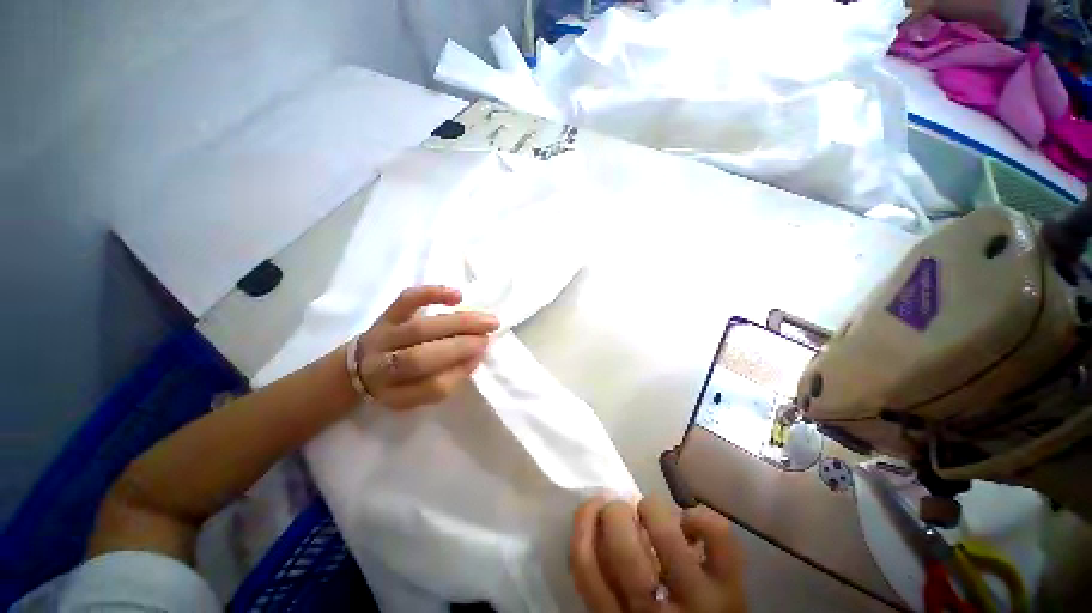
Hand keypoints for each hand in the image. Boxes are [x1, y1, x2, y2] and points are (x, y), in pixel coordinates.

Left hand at [353, 285, 498, 409]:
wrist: (359, 364)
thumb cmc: (399, 381)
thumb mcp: (418, 395)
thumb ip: (446, 381)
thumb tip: (476, 355)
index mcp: (394, 393)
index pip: (430, 387)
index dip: (460, 372)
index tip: (480, 357)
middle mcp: (382, 366)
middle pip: (421, 358)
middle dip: (463, 346)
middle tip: (488, 337)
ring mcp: (384, 335)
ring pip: (421, 328)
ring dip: (460, 323)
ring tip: (486, 321)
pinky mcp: (387, 313)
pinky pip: (407, 300)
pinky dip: (433, 294)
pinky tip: (457, 296)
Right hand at [570, 497, 745, 612]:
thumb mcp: (622, 612)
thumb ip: (607, 580)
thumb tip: (600, 522)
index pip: (585, 566)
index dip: (584, 522)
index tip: (592, 505)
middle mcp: (653, 612)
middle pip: (622, 548)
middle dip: (617, 513)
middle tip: (622, 510)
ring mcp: (697, 600)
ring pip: (666, 534)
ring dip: (652, 508)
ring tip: (653, 515)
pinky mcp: (730, 586)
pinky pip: (716, 535)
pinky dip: (699, 517)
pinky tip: (690, 527)